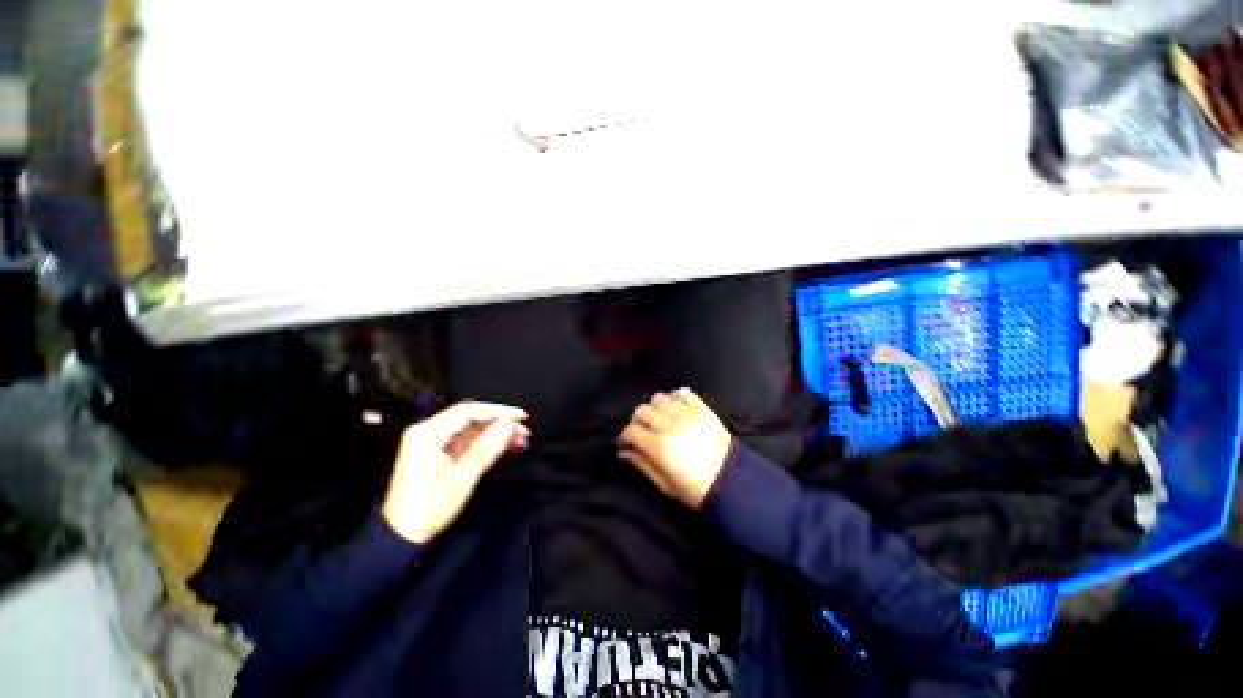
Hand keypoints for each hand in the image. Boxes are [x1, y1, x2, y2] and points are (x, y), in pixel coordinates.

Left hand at [381, 401, 528, 543]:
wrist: (400, 537)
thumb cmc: (429, 509)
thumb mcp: (461, 479)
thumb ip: (486, 448)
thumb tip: (508, 424)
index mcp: (427, 434)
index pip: (468, 411)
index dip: (498, 411)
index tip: (521, 417)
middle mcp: (427, 431)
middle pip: (469, 417)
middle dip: (499, 422)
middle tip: (523, 430)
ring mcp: (431, 441)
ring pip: (470, 428)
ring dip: (495, 432)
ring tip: (519, 439)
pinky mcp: (436, 452)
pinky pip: (465, 439)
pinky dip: (486, 441)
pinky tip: (505, 446)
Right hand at [618, 388, 732, 508]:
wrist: (733, 483)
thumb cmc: (696, 489)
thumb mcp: (665, 484)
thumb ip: (642, 464)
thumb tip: (623, 451)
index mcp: (660, 446)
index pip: (632, 430)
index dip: (625, 436)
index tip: (627, 442)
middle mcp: (671, 425)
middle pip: (642, 410)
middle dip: (637, 421)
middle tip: (642, 431)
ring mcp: (688, 414)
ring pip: (659, 398)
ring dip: (655, 408)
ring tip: (659, 419)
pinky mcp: (703, 409)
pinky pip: (683, 393)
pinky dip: (675, 397)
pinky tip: (675, 408)